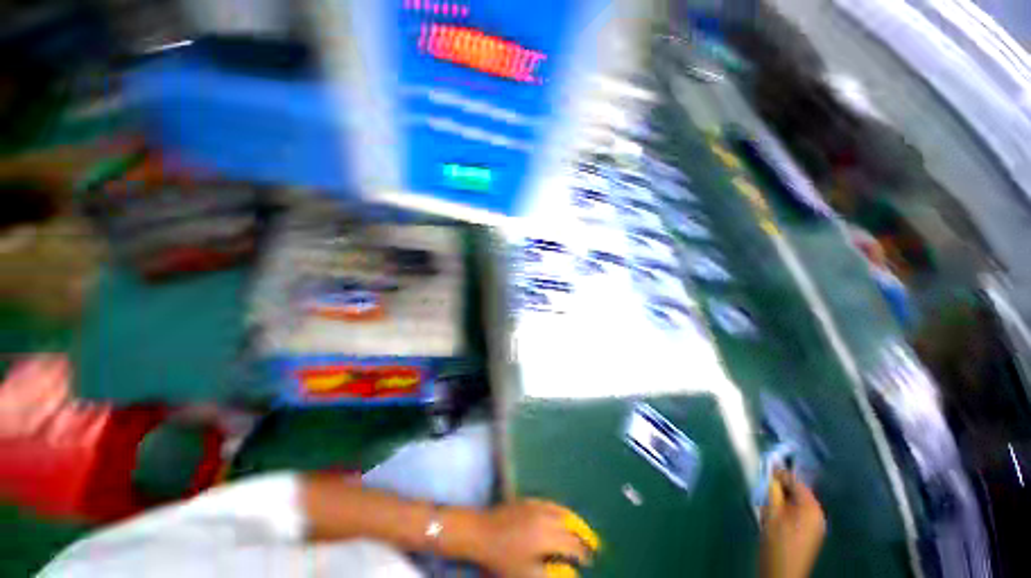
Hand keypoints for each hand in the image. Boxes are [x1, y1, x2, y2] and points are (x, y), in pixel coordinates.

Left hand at [472, 499, 593, 577]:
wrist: (482, 532)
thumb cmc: (503, 558)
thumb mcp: (527, 574)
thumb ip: (551, 574)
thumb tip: (570, 573)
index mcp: (547, 537)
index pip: (572, 545)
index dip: (582, 553)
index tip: (590, 560)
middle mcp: (545, 518)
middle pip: (569, 526)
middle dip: (582, 536)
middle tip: (592, 544)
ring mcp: (537, 506)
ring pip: (562, 511)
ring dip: (574, 521)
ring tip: (582, 528)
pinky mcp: (528, 500)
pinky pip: (550, 503)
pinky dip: (560, 509)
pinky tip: (561, 513)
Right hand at [760, 471, 825, 577]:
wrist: (783, 574)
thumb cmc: (777, 543)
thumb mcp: (771, 513)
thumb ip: (772, 490)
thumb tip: (771, 471)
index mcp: (811, 507)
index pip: (795, 481)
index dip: (778, 474)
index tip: (762, 471)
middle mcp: (817, 513)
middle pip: (797, 492)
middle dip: (779, 490)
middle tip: (763, 492)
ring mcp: (815, 525)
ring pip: (795, 503)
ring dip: (780, 501)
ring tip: (767, 507)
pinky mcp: (809, 534)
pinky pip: (797, 513)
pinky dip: (785, 511)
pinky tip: (774, 519)